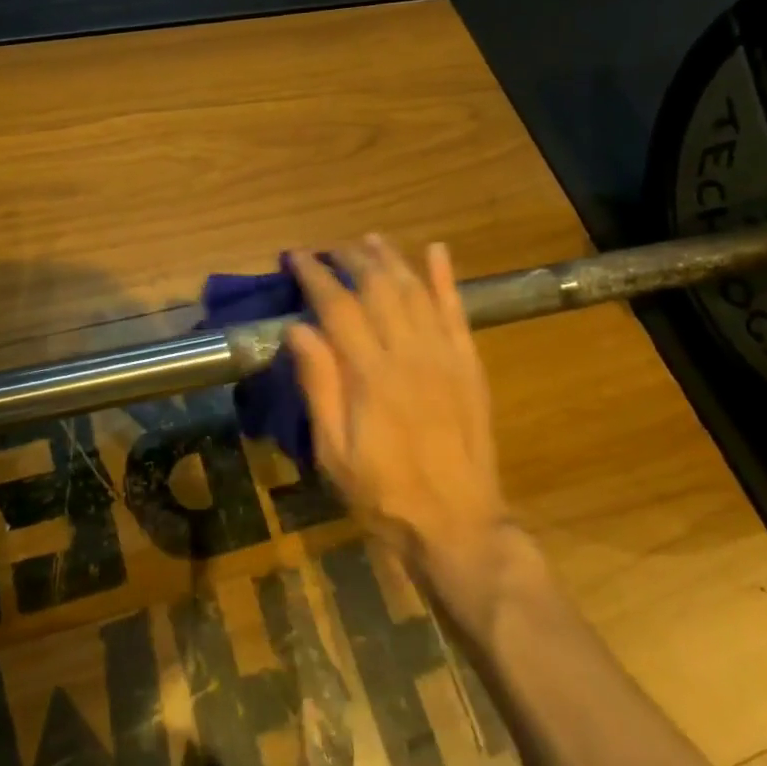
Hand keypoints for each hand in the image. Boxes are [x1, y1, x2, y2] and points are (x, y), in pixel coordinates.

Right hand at [287, 238, 514, 579]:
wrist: (457, 524)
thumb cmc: (384, 493)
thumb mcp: (334, 451)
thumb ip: (320, 386)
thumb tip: (298, 329)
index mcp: (371, 375)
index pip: (338, 306)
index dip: (316, 276)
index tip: (296, 257)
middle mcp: (409, 354)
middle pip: (378, 288)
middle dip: (351, 259)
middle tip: (329, 248)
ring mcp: (445, 356)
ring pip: (416, 291)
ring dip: (391, 259)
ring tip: (369, 240)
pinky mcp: (469, 365)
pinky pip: (458, 312)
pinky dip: (446, 279)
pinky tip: (437, 251)